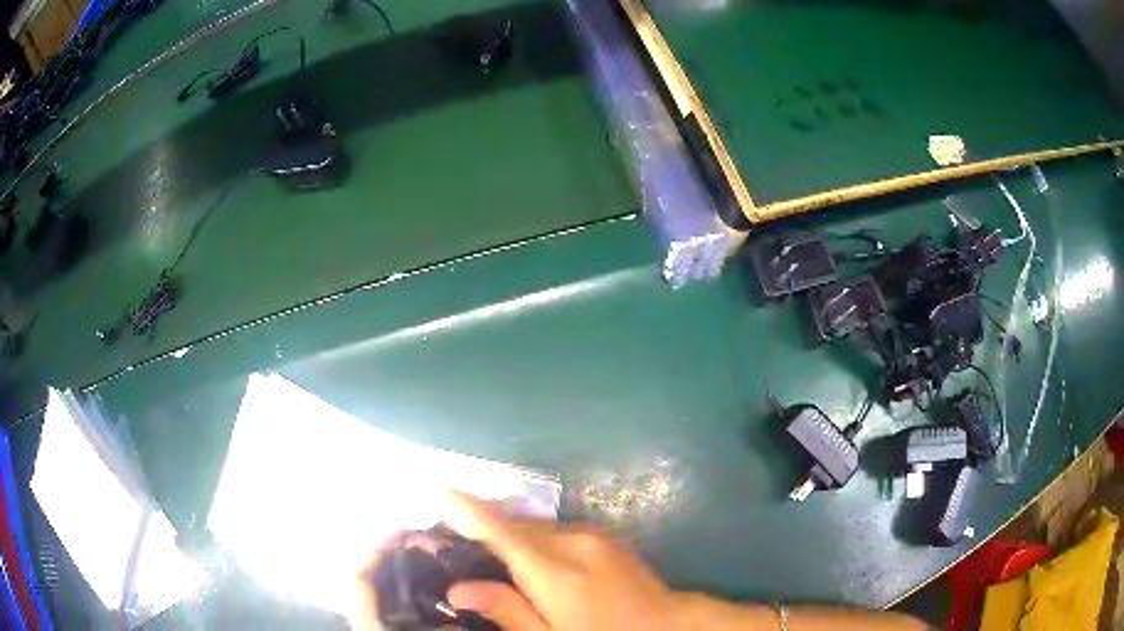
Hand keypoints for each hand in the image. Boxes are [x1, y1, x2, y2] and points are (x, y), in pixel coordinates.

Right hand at [439, 491, 682, 630]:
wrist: (670, 626)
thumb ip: (507, 611)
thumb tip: (457, 589)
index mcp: (555, 571)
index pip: (499, 530)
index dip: (463, 508)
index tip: (431, 488)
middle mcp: (572, 542)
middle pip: (513, 525)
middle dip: (481, 527)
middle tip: (450, 542)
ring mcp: (593, 535)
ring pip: (535, 527)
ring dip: (508, 535)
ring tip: (485, 556)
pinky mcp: (604, 536)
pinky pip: (555, 532)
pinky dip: (533, 540)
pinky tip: (529, 562)